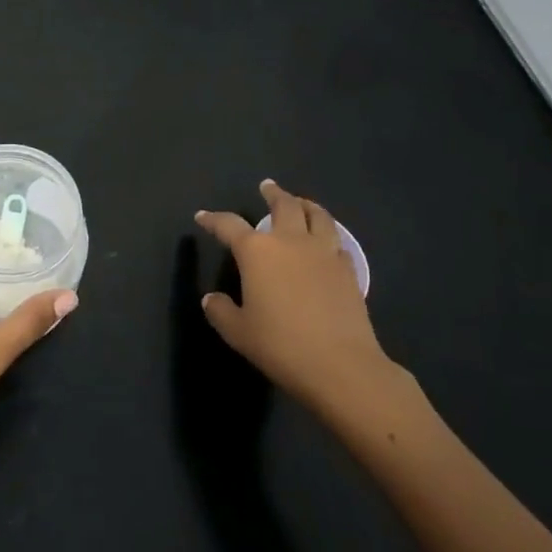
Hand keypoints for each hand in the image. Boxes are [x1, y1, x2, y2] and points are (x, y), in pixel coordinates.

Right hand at [195, 180, 405, 417]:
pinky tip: (326, 243)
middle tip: (267, 186)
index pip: (229, 226)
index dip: (214, 220)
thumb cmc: (280, 345)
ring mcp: (324, 253)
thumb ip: (221, 311)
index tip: (203, 217)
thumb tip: (212, 299)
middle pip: (283, 205)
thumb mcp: (238, 332)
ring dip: (306, 204)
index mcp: (257, 252)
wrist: (339, 365)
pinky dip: (327, 235)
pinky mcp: (348, 269)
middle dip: (273, 193)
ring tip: (301, 202)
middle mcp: (291, 242)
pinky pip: (336, 242)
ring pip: (318, 215)